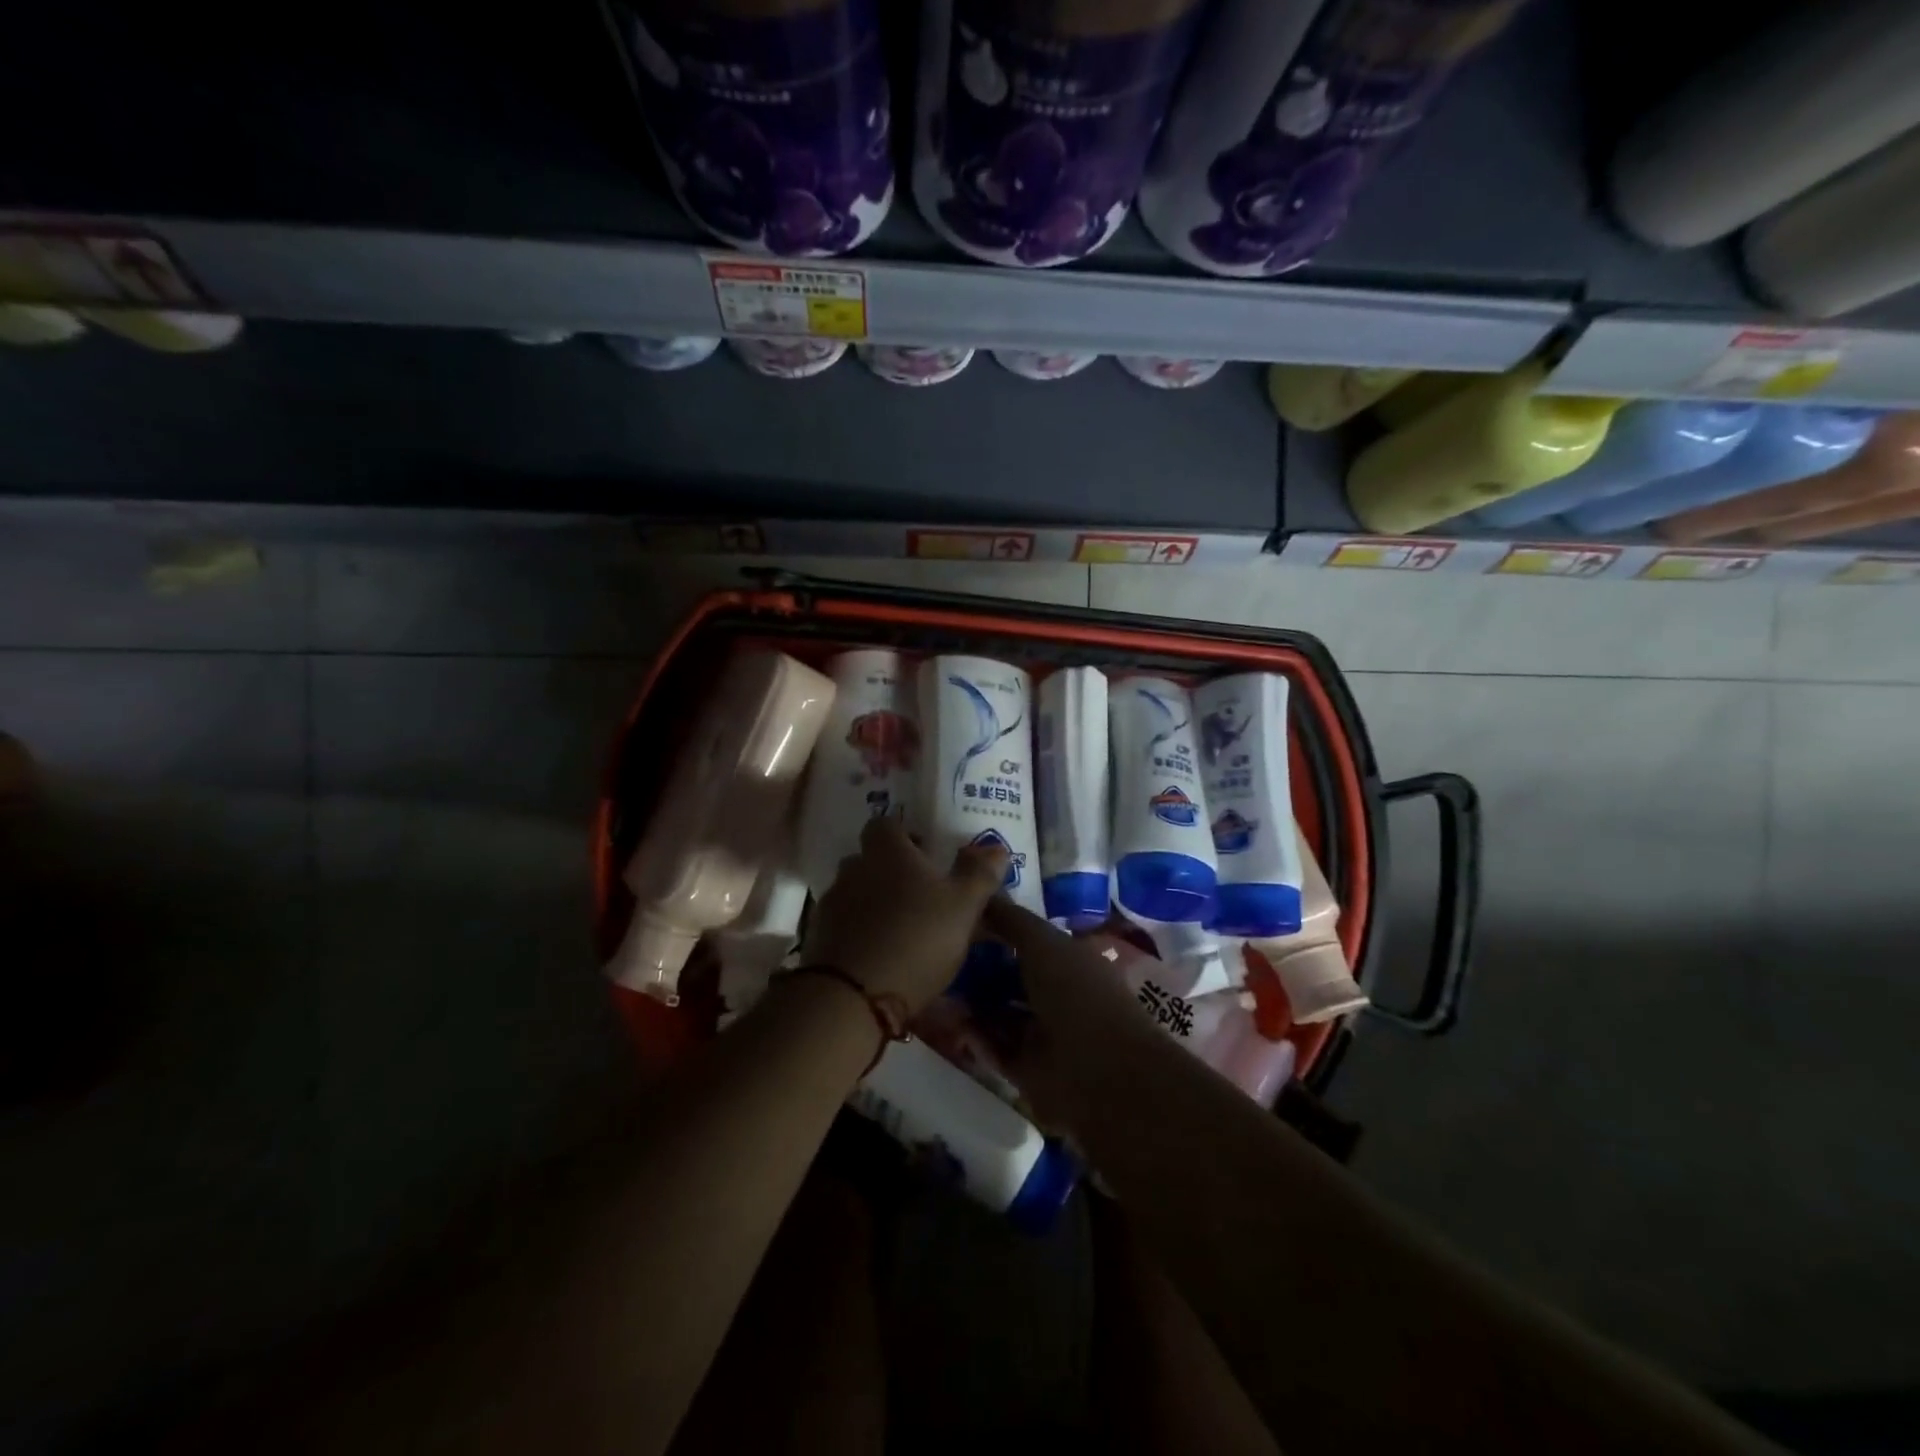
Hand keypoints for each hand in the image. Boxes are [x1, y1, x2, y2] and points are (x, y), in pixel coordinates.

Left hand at [801, 815, 1007, 1013]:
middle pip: (869, 859)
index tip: (924, 851)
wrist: (852, 997)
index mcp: (887, 852)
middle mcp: (854, 870)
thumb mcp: (963, 906)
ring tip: (901, 927)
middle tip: (919, 892)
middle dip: (890, 870)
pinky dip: (860, 932)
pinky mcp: (819, 940)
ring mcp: (832, 905)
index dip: (903, 834)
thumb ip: (979, 874)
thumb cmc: (916, 938)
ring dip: (874, 903)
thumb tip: (995, 848)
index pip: (885, 824)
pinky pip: (844, 925)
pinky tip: (880, 954)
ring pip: (855, 893)